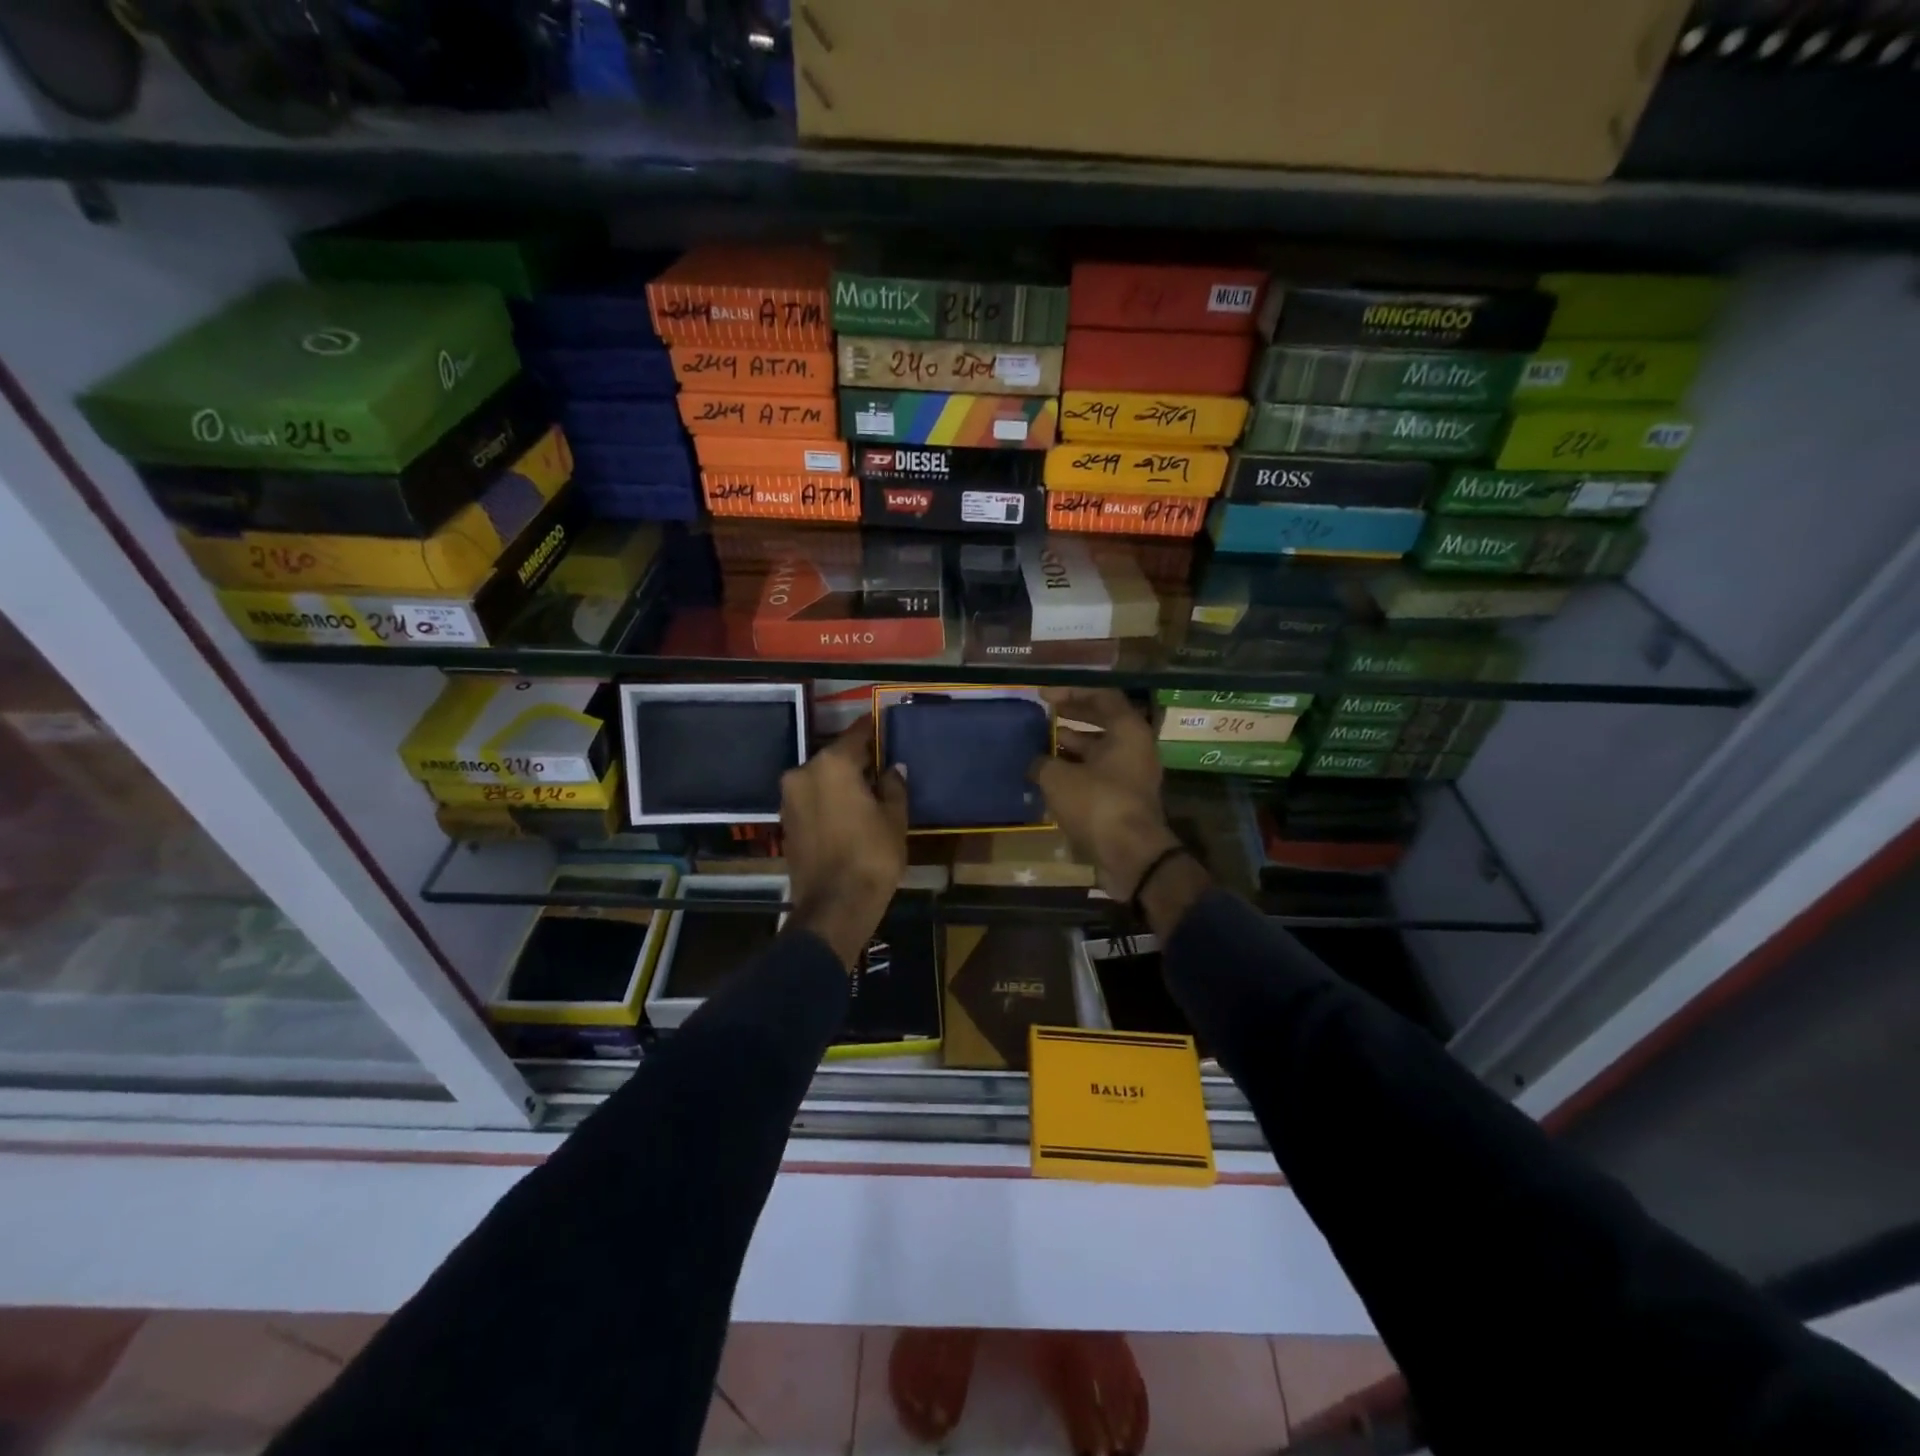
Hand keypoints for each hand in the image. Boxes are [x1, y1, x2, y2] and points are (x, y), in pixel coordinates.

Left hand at [780, 716, 907, 968]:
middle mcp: (804, 773)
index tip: (886, 724)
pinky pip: (813, 799)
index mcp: (832, 764)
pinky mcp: (786, 821)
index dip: (874, 729)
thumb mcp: (894, 818)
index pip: (856, 734)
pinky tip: (850, 811)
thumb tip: (892, 769)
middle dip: (858, 760)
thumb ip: (893, 786)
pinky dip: (829, 799)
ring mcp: (790, 798)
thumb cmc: (872, 856)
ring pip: (822, 778)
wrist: (834, 906)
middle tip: (883, 765)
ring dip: (842, 781)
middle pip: (836, 756)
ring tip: (868, 791)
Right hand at [1028, 689, 1183, 900]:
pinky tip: (1047, 776)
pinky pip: (1097, 775)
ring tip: (1038, 745)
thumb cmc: (1097, 804)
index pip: (1102, 696)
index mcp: (1128, 731)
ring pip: (1098, 751)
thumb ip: (1042, 762)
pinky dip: (1074, 772)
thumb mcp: (1058, 778)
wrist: (1130, 855)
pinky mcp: (1123, 800)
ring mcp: (1131, 775)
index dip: (1071, 692)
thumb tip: (1035, 763)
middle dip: (1070, 717)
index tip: (1044, 695)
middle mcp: (1134, 748)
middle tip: (1042, 714)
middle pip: (1101, 722)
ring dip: (1069, 747)